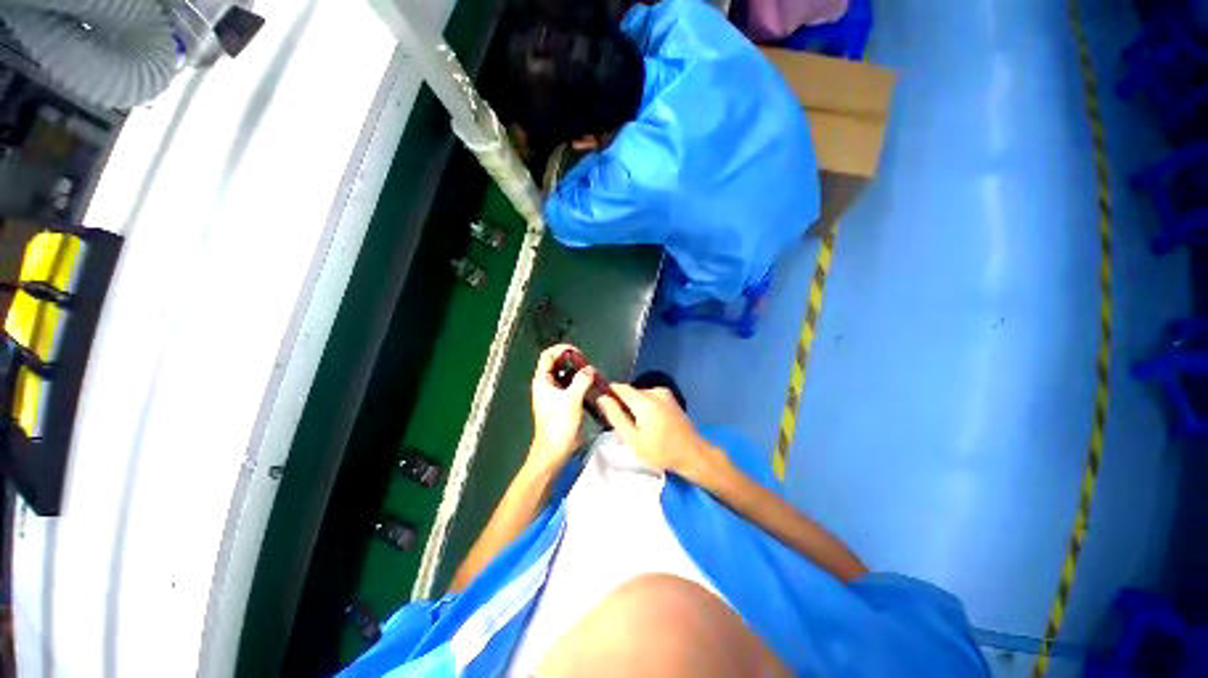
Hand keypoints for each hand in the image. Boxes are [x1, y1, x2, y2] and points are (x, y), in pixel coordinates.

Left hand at [528, 344, 594, 473]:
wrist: (555, 450)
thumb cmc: (559, 424)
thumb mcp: (571, 399)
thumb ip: (581, 380)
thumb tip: (590, 369)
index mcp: (543, 380)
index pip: (549, 355)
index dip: (563, 350)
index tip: (579, 354)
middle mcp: (547, 384)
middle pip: (558, 363)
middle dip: (573, 361)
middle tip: (588, 365)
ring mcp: (554, 393)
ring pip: (566, 375)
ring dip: (578, 372)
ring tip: (592, 375)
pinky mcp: (562, 402)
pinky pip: (571, 386)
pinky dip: (580, 383)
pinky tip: (591, 387)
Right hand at [596, 384, 725, 483]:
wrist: (693, 455)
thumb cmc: (660, 451)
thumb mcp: (633, 438)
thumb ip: (615, 416)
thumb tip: (602, 398)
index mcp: (644, 400)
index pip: (619, 387)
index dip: (608, 394)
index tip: (602, 407)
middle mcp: (654, 392)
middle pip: (630, 394)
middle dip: (622, 407)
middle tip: (620, 430)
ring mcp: (665, 394)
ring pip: (640, 398)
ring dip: (633, 410)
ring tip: (634, 432)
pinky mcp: (671, 400)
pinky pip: (650, 400)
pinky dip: (644, 410)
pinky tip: (647, 427)